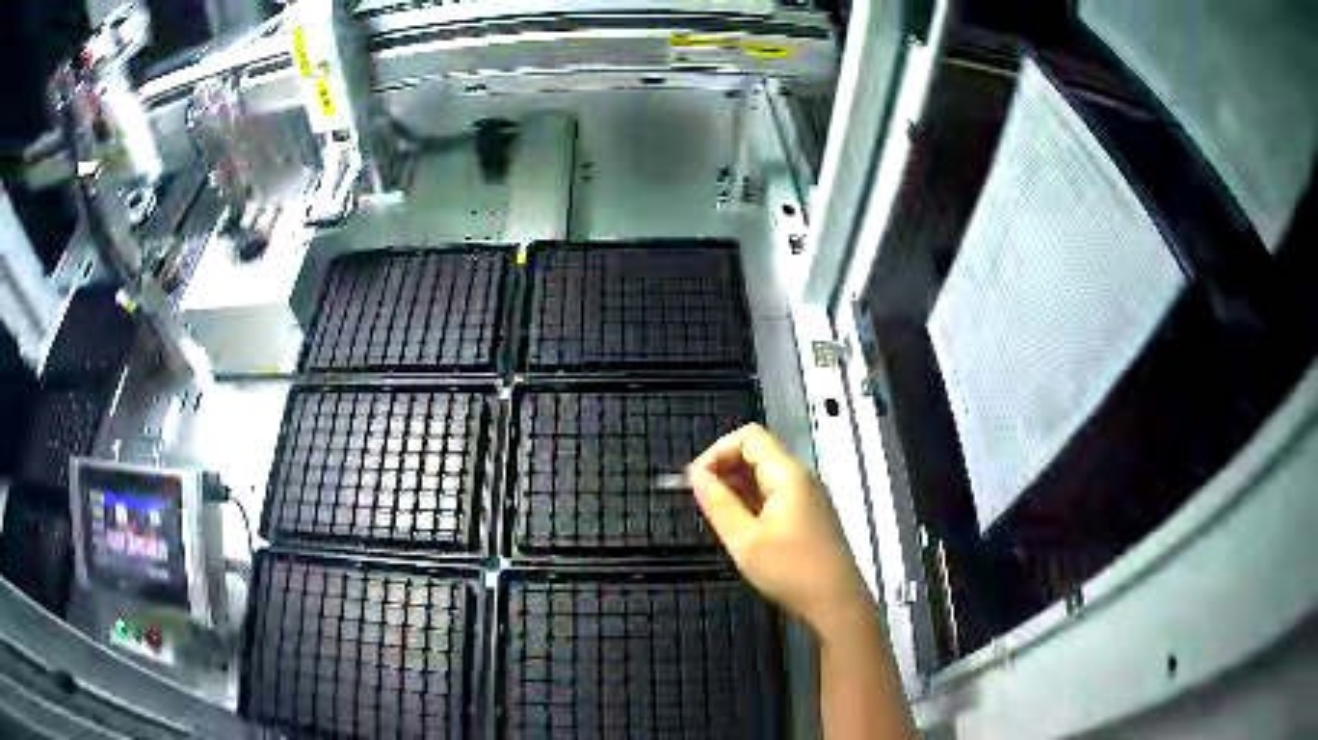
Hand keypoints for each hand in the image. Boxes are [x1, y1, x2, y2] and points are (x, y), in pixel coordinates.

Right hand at [688, 424, 872, 641]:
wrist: (836, 601)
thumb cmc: (790, 570)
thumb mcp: (744, 540)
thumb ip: (718, 503)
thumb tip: (696, 476)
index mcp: (788, 474)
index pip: (749, 437)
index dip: (717, 451)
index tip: (697, 482)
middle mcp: (801, 476)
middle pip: (758, 452)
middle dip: (725, 468)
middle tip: (703, 501)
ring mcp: (809, 495)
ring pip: (766, 474)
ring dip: (738, 486)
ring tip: (720, 517)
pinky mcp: (811, 513)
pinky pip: (777, 492)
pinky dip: (754, 500)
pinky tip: (743, 527)